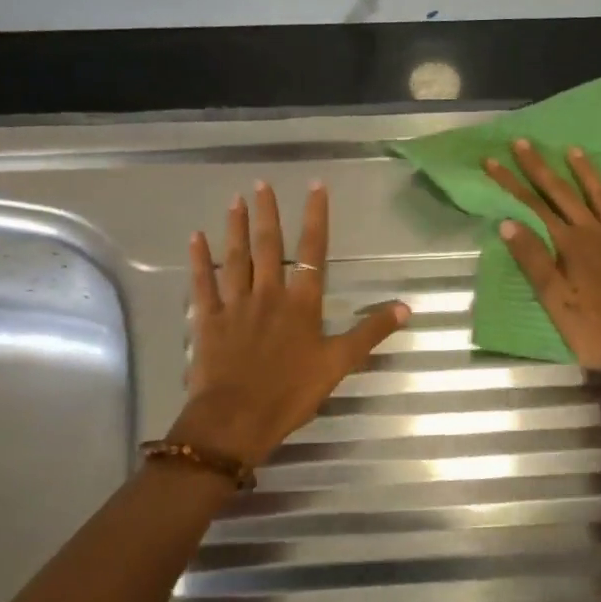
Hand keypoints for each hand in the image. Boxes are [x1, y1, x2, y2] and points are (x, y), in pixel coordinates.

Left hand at [176, 180, 410, 467]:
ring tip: (235, 200)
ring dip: (236, 228)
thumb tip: (405, 307)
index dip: (315, 217)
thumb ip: (370, 333)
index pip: (313, 251)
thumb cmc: (291, 393)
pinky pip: (203, 284)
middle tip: (261, 183)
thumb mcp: (339, 364)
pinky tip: (195, 238)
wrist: (237, 418)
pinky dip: (198, 260)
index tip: (315, 186)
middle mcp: (268, 294)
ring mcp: (236, 304)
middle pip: (269, 246)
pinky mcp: (209, 320)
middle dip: (267, 213)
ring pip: (236, 258)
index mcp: (301, 303)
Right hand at [485, 139, 600, 388]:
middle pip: (564, 195)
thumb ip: (534, 261)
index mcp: (571, 246)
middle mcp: (599, 234)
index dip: (511, 183)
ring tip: (574, 149)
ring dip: (588, 174)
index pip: (533, 207)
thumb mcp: (556, 303)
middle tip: (524, 142)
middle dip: (541, 169)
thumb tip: (508, 222)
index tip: (491, 160)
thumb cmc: (599, 333)